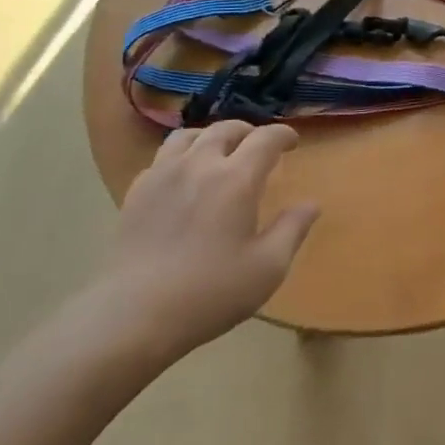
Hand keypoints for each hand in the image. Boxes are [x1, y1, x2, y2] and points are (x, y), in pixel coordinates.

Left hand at [86, 122, 318, 368]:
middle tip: (258, 146)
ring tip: (219, 152)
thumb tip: (311, 204)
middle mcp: (200, 164)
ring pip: (189, 136)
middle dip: (248, 131)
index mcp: (237, 178)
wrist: (133, 316)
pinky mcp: (137, 192)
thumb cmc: (209, 293)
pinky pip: (163, 158)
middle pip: (225, 129)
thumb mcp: (267, 268)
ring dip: (211, 137)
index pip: (266, 138)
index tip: (292, 143)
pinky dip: (181, 156)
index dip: (283, 135)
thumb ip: (292, 230)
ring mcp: (163, 175)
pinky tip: (184, 178)